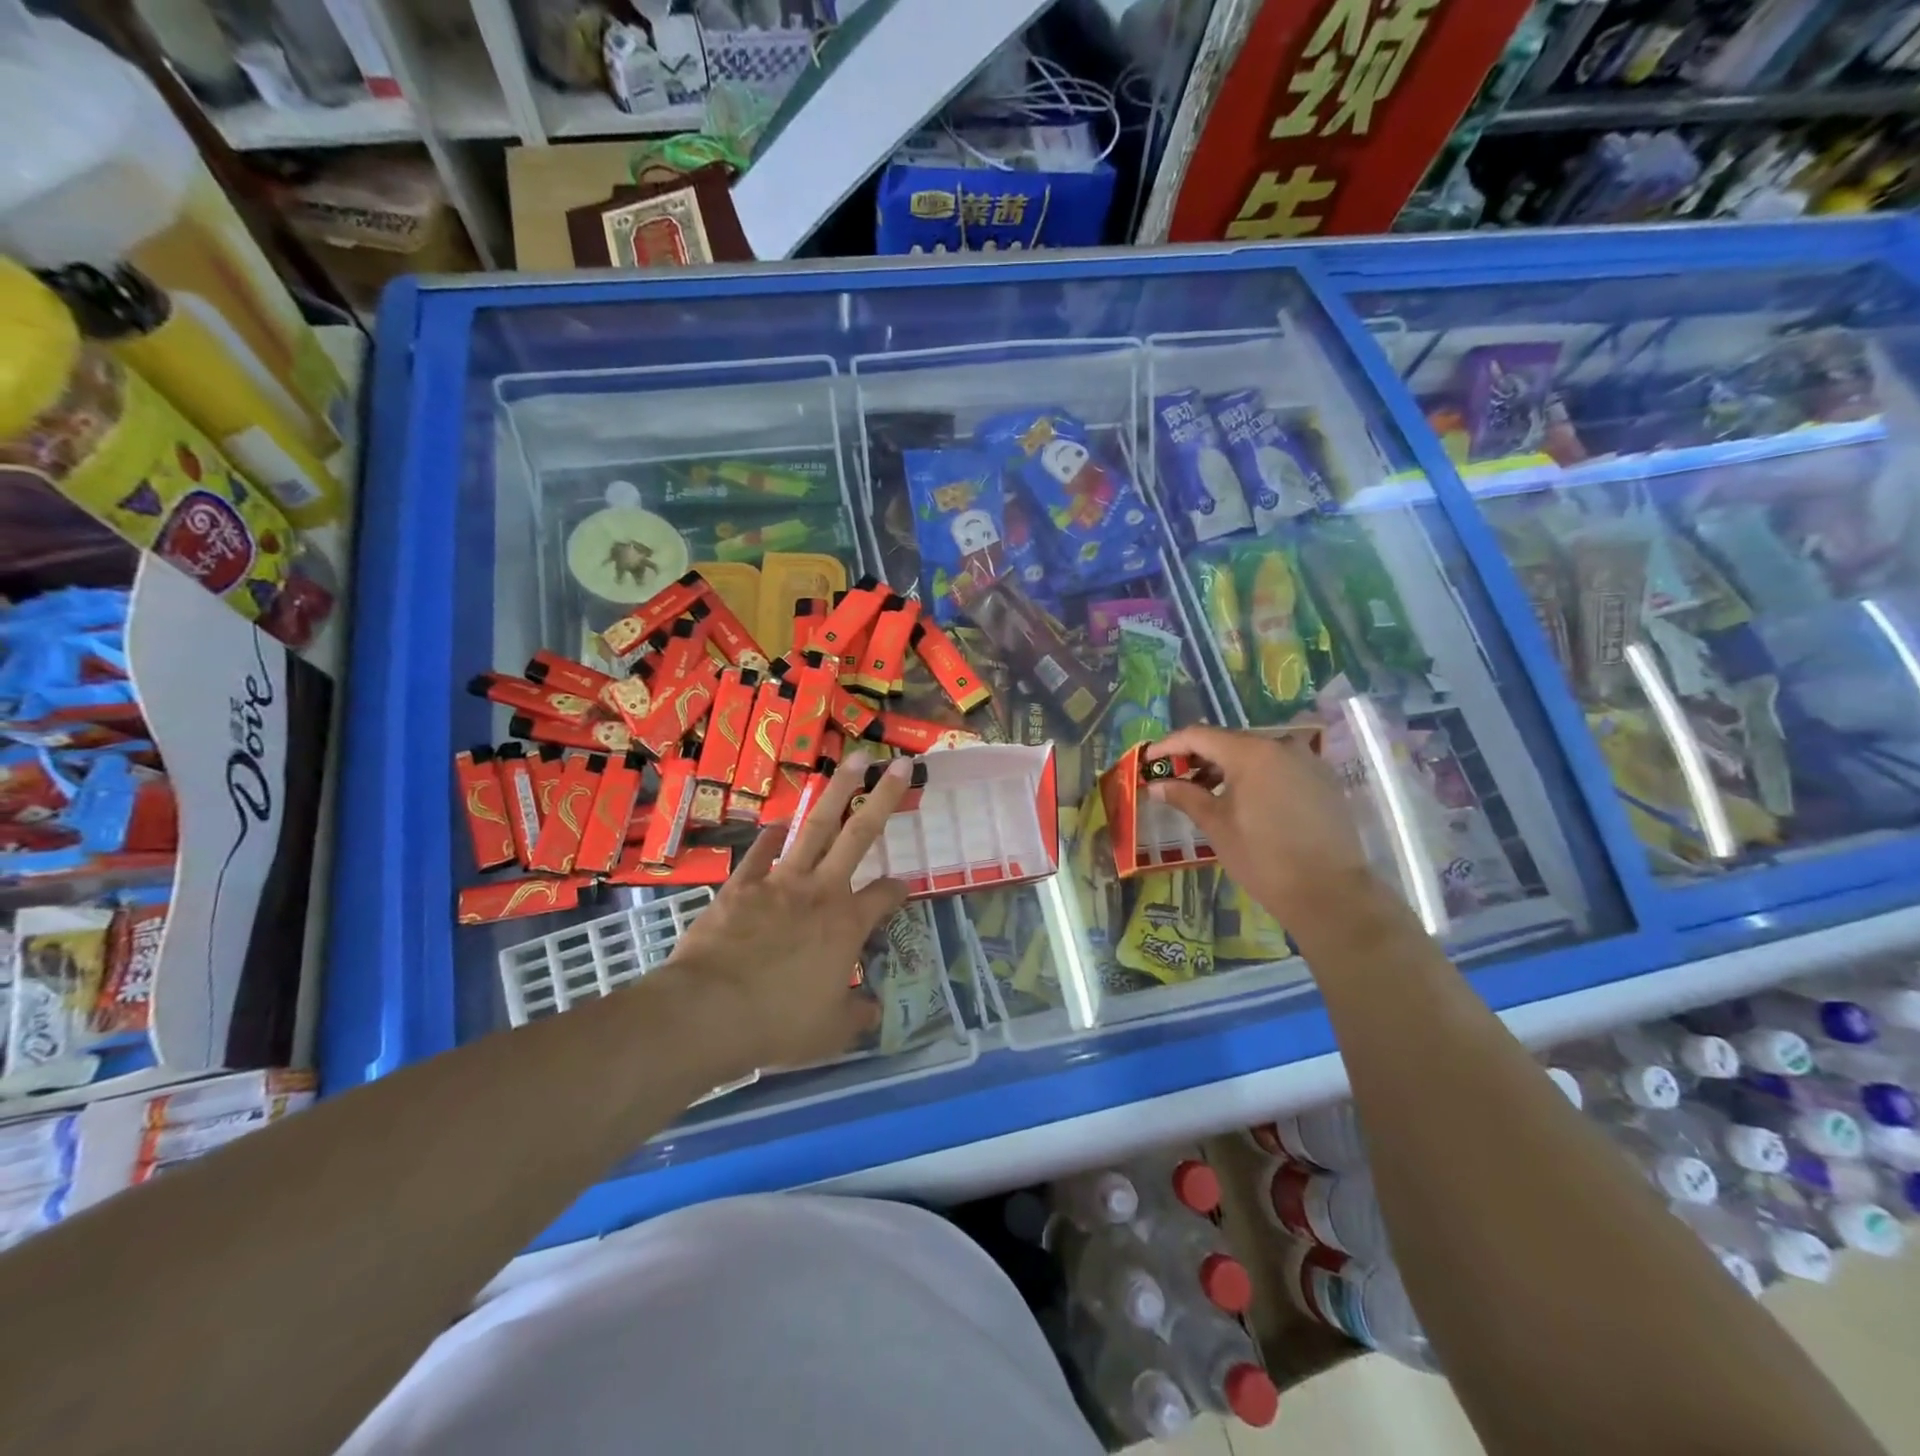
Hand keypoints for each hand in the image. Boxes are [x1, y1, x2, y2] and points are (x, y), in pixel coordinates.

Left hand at [662, 752, 912, 1075]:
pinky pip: (761, 851)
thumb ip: (857, 1016)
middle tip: (898, 764)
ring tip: (852, 760)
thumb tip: (874, 1010)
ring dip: (836, 791)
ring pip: (815, 826)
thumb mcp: (830, 1032)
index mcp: (847, 924)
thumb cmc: (777, 1023)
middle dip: (883, 797)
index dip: (898, 889)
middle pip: (860, 834)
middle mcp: (820, 891)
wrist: (708, 1012)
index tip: (903, 887)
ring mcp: (779, 881)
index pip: (885, 895)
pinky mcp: (741, 885)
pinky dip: (771, 835)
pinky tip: (777, 823)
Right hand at [1147, 725, 1374, 932]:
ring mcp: (1307, 760)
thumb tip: (1156, 785)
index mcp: (1251, 752)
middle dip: (1198, 757)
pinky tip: (1243, 800)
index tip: (1148, 762)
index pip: (1198, 736)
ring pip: (1255, 753)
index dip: (1168, 746)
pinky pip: (1279, 767)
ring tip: (1205, 792)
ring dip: (1227, 767)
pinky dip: (1255, 776)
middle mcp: (1281, 745)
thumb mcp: (1216, 825)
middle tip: (1174, 778)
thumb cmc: (1263, 857)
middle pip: (1228, 741)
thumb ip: (1185, 796)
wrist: (1330, 892)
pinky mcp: (1323, 779)